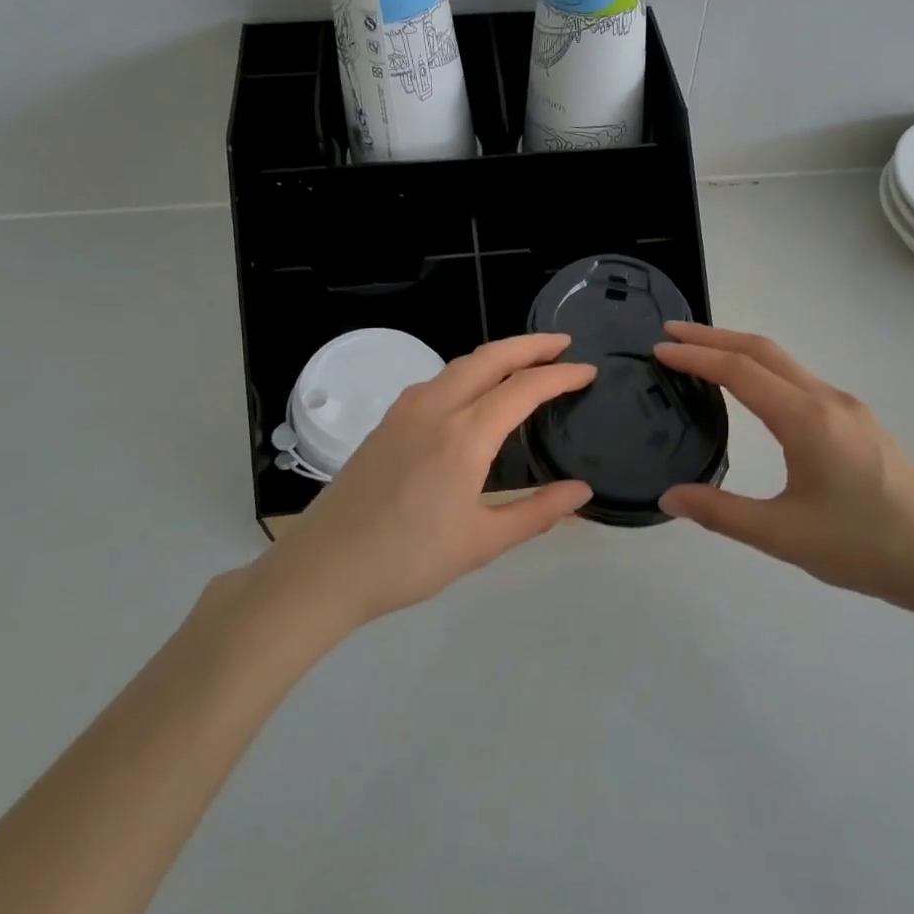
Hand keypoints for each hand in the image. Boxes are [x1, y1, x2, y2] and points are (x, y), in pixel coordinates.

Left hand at [251, 334, 596, 626]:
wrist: (325, 568)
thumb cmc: (410, 559)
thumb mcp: (483, 542)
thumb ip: (537, 512)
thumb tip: (581, 492)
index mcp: (464, 435)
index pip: (524, 388)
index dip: (560, 376)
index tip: (587, 371)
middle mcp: (435, 408)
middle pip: (489, 358)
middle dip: (530, 345)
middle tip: (562, 345)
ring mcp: (404, 412)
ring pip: (458, 365)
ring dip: (496, 356)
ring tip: (524, 364)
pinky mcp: (386, 424)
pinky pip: (436, 382)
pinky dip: (467, 373)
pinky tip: (473, 395)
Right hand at [653, 322, 913, 621]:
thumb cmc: (862, 546)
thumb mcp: (781, 535)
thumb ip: (719, 512)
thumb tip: (669, 496)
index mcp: (807, 419)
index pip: (739, 371)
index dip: (696, 356)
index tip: (659, 348)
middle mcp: (828, 401)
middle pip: (764, 351)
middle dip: (715, 337)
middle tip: (672, 334)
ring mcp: (850, 410)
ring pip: (787, 364)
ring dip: (741, 353)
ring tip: (704, 358)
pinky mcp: (861, 425)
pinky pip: (803, 382)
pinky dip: (766, 373)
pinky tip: (756, 395)